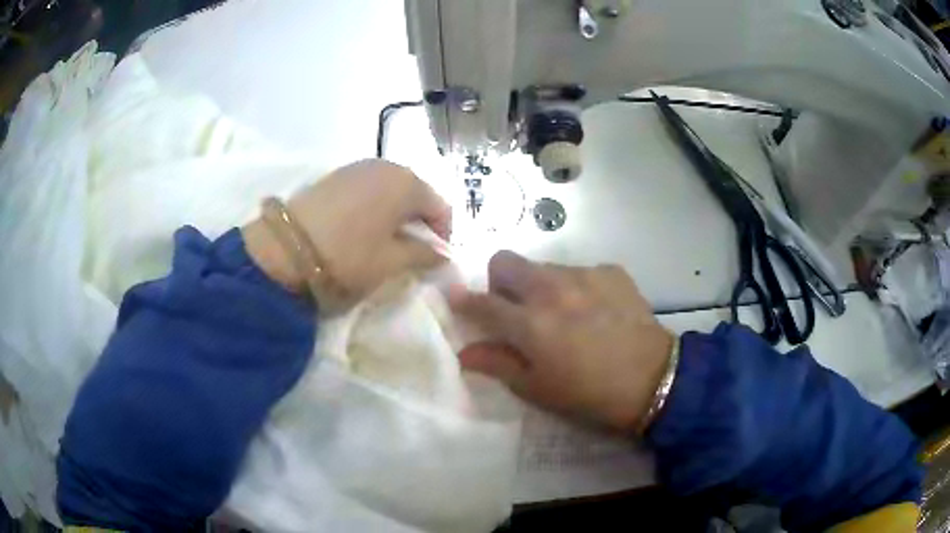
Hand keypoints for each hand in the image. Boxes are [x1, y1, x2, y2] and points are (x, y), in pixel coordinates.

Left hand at [244, 160, 450, 309]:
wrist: (285, 249)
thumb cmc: (348, 256)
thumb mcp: (392, 262)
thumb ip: (424, 255)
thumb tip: (443, 252)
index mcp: (407, 183)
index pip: (440, 207)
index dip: (443, 234)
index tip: (436, 259)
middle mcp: (385, 166)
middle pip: (415, 193)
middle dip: (418, 221)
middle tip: (411, 250)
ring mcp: (356, 167)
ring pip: (389, 190)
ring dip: (394, 213)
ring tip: (385, 241)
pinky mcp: (334, 176)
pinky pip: (367, 189)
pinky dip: (372, 206)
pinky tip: (361, 228)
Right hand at [449, 251, 674, 431]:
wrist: (654, 379)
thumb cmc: (590, 394)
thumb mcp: (538, 389)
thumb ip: (498, 365)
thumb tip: (465, 353)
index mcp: (530, 323)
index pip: (482, 302)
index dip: (464, 302)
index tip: (460, 302)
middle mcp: (552, 288)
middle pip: (506, 261)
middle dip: (500, 281)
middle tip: (516, 308)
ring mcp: (584, 275)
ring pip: (544, 267)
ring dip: (541, 286)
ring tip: (564, 314)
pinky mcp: (611, 271)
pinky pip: (580, 271)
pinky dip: (577, 287)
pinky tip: (596, 311)